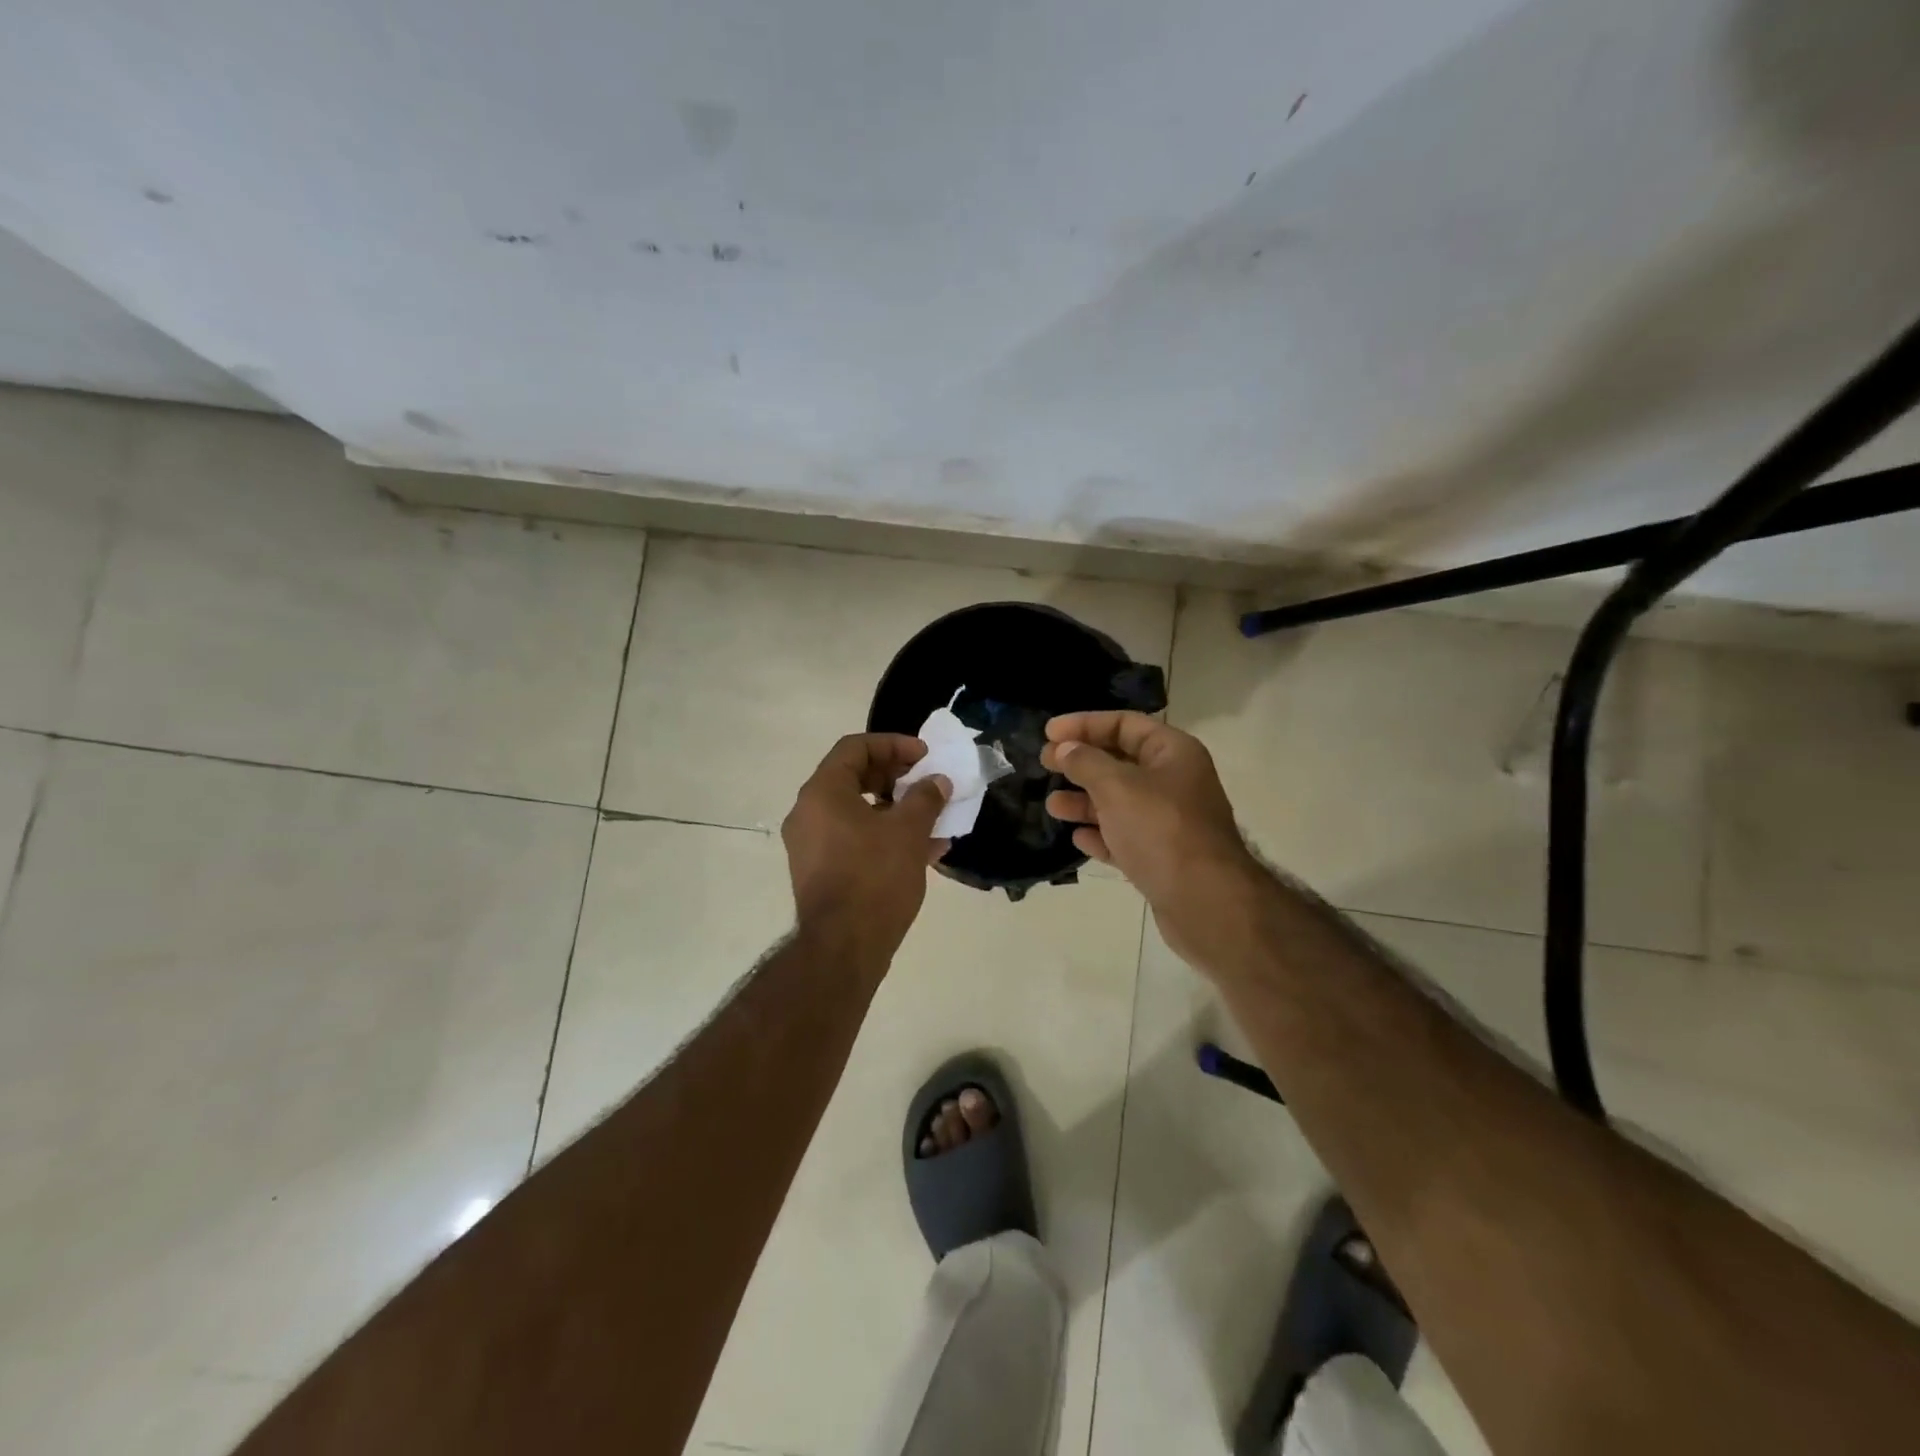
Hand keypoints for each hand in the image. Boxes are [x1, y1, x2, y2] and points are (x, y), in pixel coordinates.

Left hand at [781, 734, 950, 969]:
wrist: (843, 948)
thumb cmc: (874, 878)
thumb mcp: (908, 832)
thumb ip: (925, 798)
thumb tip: (937, 781)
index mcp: (823, 793)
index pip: (855, 748)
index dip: (893, 744)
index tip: (924, 756)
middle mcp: (809, 813)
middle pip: (854, 778)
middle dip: (896, 777)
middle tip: (926, 783)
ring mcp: (811, 845)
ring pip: (857, 812)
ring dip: (895, 810)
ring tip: (933, 818)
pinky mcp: (821, 872)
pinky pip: (854, 840)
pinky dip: (884, 836)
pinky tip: (923, 850)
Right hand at [1041, 712, 1262, 964]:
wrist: (1205, 902)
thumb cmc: (1161, 830)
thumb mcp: (1117, 786)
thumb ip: (1086, 762)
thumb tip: (1064, 749)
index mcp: (1173, 753)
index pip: (1125, 724)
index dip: (1085, 723)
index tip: (1048, 732)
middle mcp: (1174, 782)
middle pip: (1120, 761)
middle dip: (1081, 762)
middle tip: (1044, 764)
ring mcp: (1169, 822)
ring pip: (1119, 802)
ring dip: (1084, 801)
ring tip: (1053, 806)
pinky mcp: (1161, 857)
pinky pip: (1124, 837)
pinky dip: (1101, 835)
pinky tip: (1078, 838)